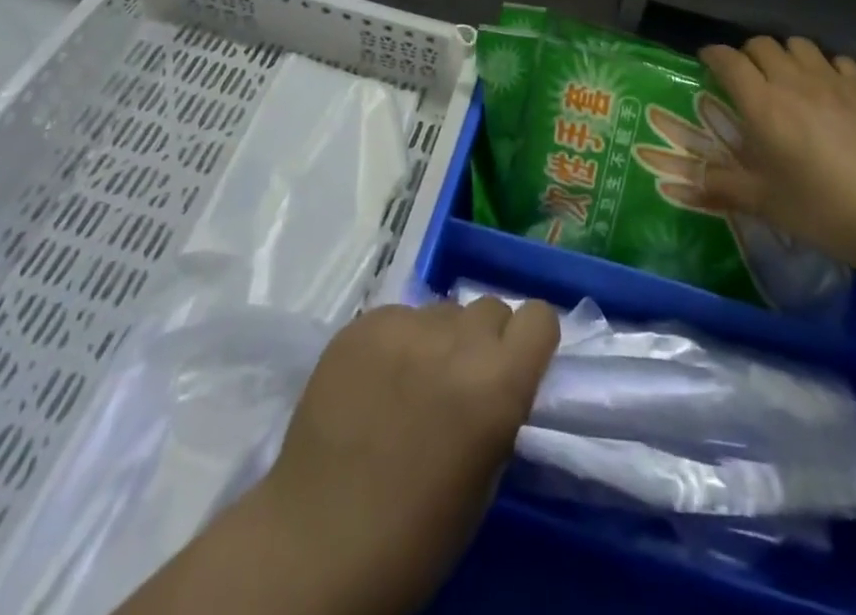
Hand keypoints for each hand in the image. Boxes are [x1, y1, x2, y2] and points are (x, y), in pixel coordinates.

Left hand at [239, 298, 560, 614]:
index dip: (530, 340)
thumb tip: (500, 375)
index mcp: (497, 382)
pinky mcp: (362, 323)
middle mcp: (457, 339)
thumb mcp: (486, 476)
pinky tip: (374, 383)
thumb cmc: (415, 535)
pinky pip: (398, 317)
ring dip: (439, 339)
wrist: (316, 546)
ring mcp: (404, 325)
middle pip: (490, 308)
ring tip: (410, 383)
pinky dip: (396, 342)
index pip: (539, 316)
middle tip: (458, 382)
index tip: (515, 365)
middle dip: (483, 341)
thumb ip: (501, 407)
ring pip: (442, 310)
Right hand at [695, 36, 855, 267]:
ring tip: (786, 78)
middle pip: (762, 44)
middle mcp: (792, 81)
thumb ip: (722, 186)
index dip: (713, 55)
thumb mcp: (764, 202)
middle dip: (747, 54)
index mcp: (761, 104)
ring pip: (799, 45)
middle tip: (746, 78)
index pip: (728, 60)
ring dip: (785, 55)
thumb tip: (687, 183)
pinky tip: (829, 89)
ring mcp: (833, 81)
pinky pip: (838, 61)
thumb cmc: (821, 209)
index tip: (706, 62)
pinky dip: (826, 67)